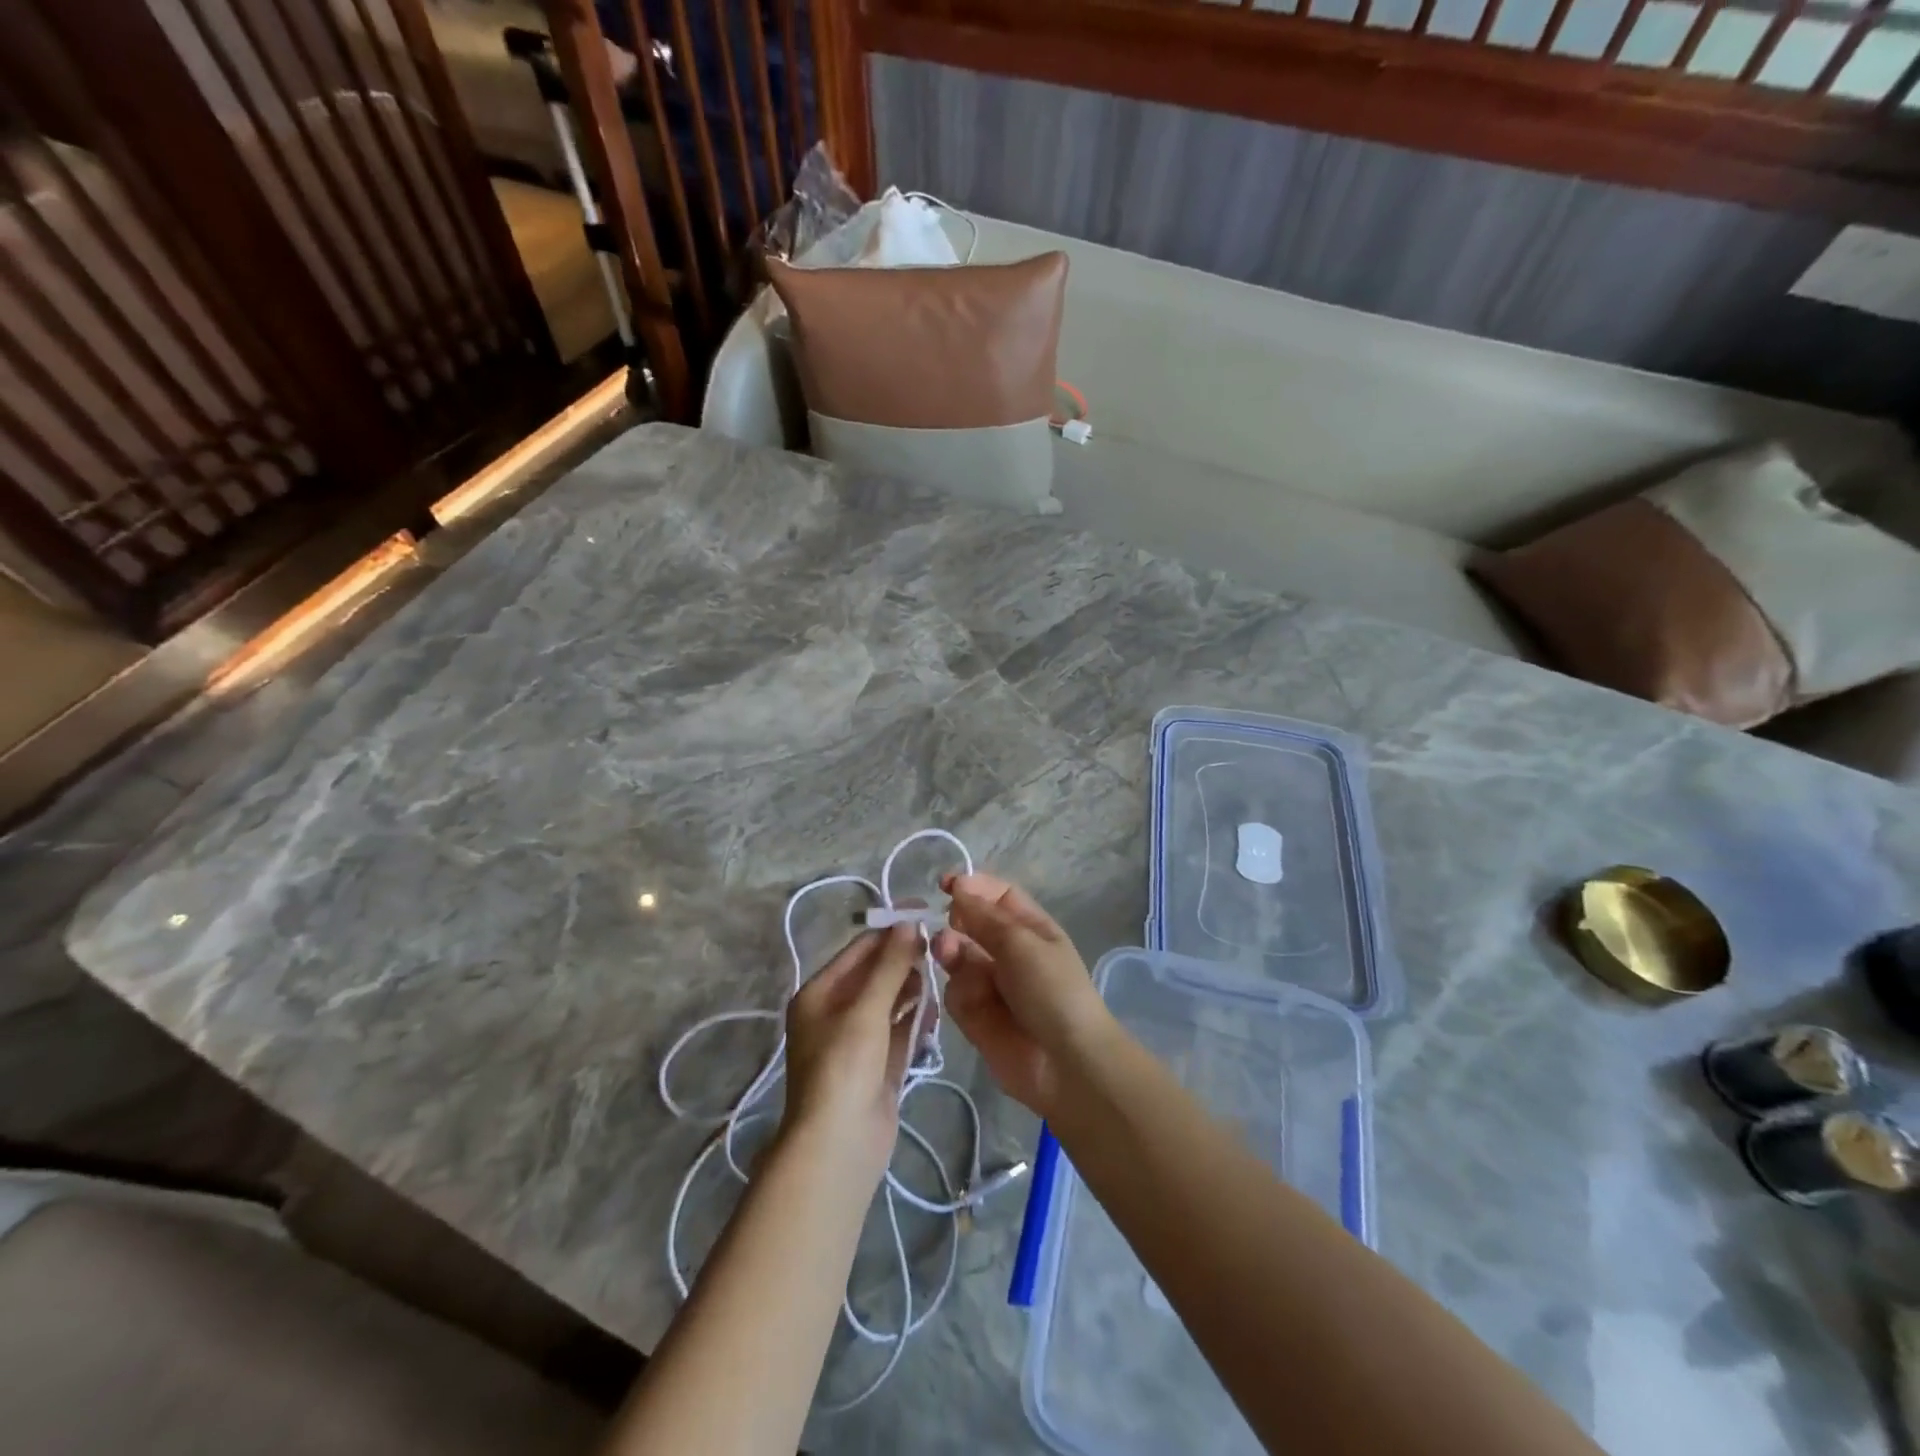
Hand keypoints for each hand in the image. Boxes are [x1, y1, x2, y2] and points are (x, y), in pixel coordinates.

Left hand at [781, 923, 921, 1182]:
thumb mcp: (866, 1010)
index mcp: (819, 993)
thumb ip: (889, 965)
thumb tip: (908, 923)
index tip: (925, 912)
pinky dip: (915, 1017)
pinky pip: (899, 1030)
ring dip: (912, 987)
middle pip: (875, 974)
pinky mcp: (878, 1065)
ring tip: (942, 971)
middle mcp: (835, 1012)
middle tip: (941, 944)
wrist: (838, 1146)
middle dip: (904, 959)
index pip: (859, 949)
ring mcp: (857, 1040)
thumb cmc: (844, 1067)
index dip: (890, 929)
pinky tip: (937, 1006)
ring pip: (890, 1001)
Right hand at [932, 873, 1116, 1117]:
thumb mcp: (1022, 943)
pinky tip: (967, 998)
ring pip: (957, 956)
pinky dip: (957, 991)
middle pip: (971, 924)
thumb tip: (959, 887)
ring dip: (950, 951)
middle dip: (956, 920)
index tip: (945, 884)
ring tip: (947, 955)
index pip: (997, 895)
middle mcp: (1009, 951)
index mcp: (1030, 928)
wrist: (1064, 1063)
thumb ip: (985, 916)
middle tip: (946, 923)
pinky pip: (955, 992)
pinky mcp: (975, 1014)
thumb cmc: (1052, 990)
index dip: (972, 886)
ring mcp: (990, 983)